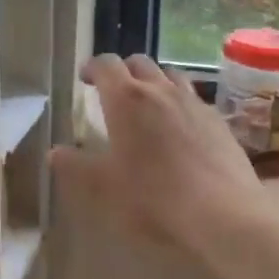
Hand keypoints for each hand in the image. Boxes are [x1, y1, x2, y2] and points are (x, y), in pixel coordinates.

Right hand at [52, 54, 269, 253]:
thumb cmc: (154, 198)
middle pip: (139, 62)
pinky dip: (180, 103)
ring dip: (154, 82)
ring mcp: (194, 102)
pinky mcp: (219, 120)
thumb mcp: (103, 188)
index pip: (105, 64)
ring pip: (170, 75)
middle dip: (123, 71)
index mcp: (126, 99)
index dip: (92, 67)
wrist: (224, 215)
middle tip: (113, 92)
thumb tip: (55, 152)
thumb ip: (75, 166)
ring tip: (148, 104)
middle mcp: (160, 90)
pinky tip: (181, 129)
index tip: (85, 79)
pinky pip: (194, 98)